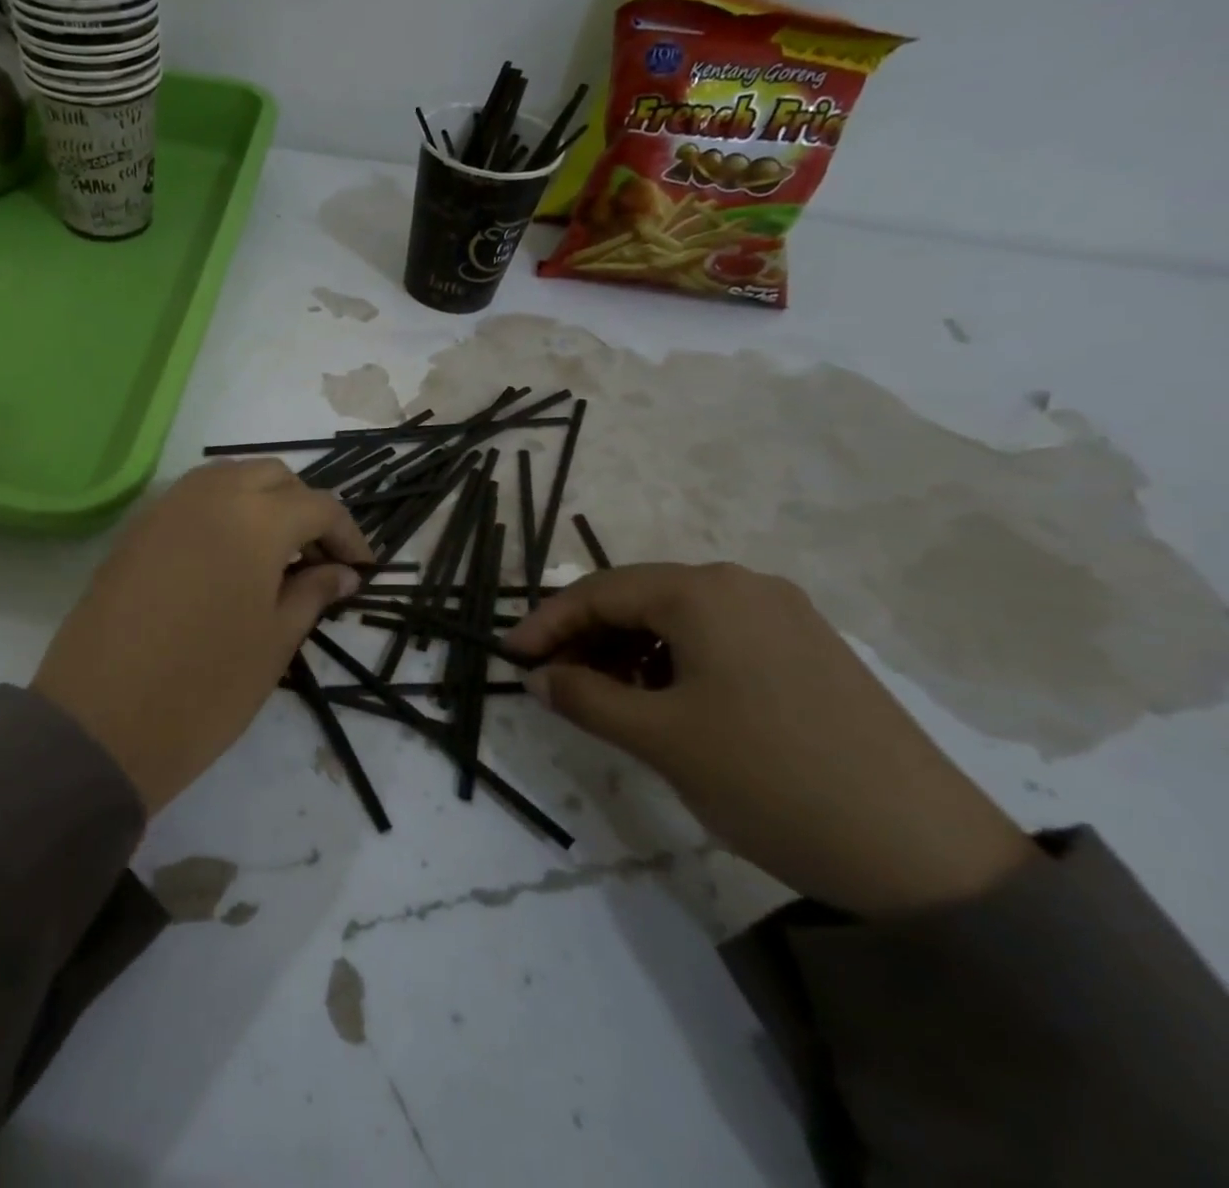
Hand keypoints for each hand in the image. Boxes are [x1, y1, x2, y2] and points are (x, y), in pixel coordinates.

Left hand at [34, 460, 372, 814]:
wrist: (100, 723)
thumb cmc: (205, 688)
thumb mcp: (274, 643)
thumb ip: (312, 594)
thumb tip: (342, 573)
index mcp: (256, 520)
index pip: (319, 506)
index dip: (348, 535)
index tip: (361, 570)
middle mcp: (210, 495)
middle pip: (273, 477)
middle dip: (304, 509)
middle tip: (316, 560)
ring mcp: (166, 507)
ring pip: (229, 478)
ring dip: (261, 502)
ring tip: (274, 555)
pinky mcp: (135, 529)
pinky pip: (192, 498)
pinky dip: (221, 510)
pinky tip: (226, 557)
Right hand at [505, 562, 1039, 917]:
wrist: (927, 854)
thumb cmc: (770, 778)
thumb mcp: (659, 738)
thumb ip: (584, 697)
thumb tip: (539, 676)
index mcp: (705, 592)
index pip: (600, 591)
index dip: (547, 622)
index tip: (512, 658)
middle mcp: (744, 586)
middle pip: (639, 597)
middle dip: (587, 637)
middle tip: (553, 682)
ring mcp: (783, 615)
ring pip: (677, 618)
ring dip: (628, 650)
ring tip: (606, 698)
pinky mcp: (807, 649)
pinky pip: (717, 638)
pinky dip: (674, 661)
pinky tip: (665, 701)